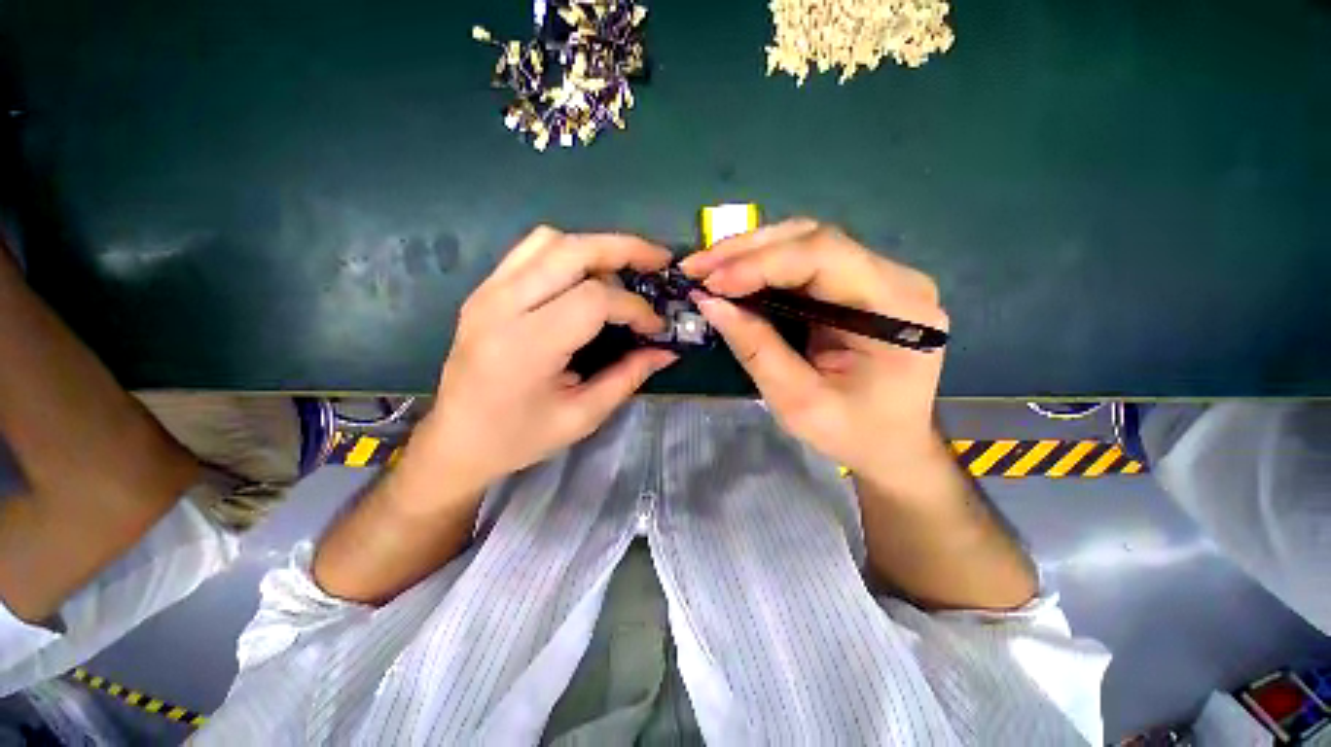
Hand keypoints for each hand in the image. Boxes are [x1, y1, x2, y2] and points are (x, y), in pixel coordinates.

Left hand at [417, 226, 677, 496]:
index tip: (655, 327)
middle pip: (573, 250)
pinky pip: (531, 251)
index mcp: (527, 345)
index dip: (635, 307)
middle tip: (659, 260)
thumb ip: (628, 377)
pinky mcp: (484, 290)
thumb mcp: (582, 416)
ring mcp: (487, 292)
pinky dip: (568, 252)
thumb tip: (667, 351)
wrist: (455, 441)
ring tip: (625, 269)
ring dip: (596, 247)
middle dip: (625, 249)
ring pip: (550, 240)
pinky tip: (587, 275)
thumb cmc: (519, 438)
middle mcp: (502, 306)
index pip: (594, 299)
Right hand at [680, 220, 948, 481]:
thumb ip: (755, 348)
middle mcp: (895, 279)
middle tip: (696, 268)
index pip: (824, 257)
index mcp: (896, 309)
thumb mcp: (798, 401)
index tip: (711, 283)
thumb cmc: (853, 433)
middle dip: (747, 251)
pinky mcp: (857, 285)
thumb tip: (710, 303)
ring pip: (805, 243)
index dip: (760, 263)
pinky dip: (761, 268)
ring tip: (706, 270)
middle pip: (813, 240)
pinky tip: (732, 277)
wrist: (891, 445)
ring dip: (749, 254)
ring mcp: (878, 277)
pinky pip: (804, 263)